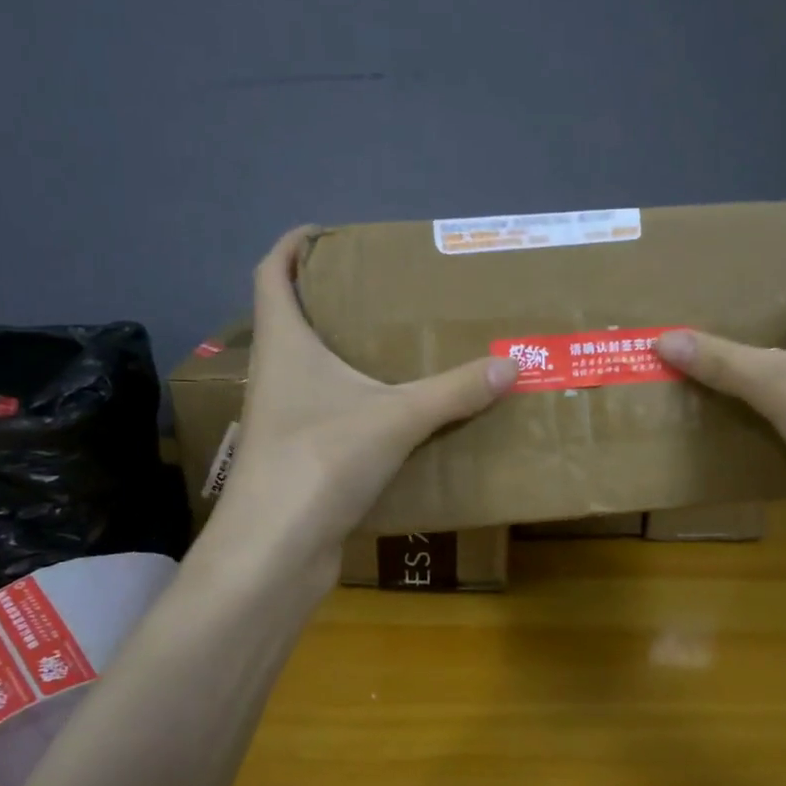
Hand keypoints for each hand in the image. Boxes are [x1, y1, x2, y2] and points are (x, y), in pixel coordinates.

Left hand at [212, 226, 519, 571]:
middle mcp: (277, 374)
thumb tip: (512, 365)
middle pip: (294, 319)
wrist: (274, 551)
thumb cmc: (319, 461)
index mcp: (285, 344)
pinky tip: (397, 412)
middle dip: (332, 299)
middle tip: (385, 292)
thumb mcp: (396, 418)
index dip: (294, 245)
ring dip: (346, 353)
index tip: (329, 234)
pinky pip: (331, 412)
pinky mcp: (300, 457)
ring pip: (312, 370)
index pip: (273, 273)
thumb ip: (453, 391)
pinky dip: (359, 402)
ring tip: (398, 346)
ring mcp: (283, 419)